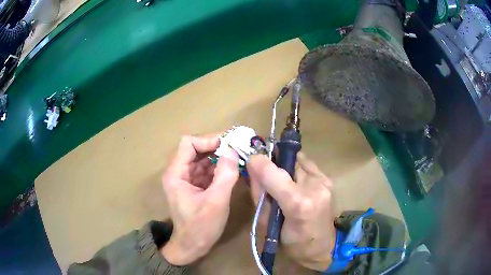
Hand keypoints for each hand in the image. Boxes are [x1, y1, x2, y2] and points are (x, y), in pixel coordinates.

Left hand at [161, 135, 239, 265]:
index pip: (188, 143)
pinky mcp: (195, 186)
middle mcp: (179, 172)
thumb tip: (233, 151)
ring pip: (203, 159)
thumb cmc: (200, 227)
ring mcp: (187, 179)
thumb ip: (225, 175)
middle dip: (216, 147)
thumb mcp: (216, 202)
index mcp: (176, 174)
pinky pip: (207, 170)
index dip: (208, 140)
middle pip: (196, 149)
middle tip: (238, 148)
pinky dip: (220, 168)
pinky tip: (233, 169)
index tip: (228, 145)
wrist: (192, 246)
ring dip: (220, 157)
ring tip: (239, 157)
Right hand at [247, 152, 335, 270]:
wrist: (324, 246)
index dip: (258, 162)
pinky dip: (297, 169)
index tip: (251, 162)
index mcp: (297, 203)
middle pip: (287, 161)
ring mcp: (324, 181)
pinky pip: (308, 164)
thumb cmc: (292, 243)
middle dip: (274, 163)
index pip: (273, 172)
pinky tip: (296, 183)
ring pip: (298, 159)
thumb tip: (252, 168)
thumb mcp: (267, 223)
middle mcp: (314, 187)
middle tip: (267, 175)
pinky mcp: (329, 180)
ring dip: (286, 166)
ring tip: (283, 181)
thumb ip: (259, 194)